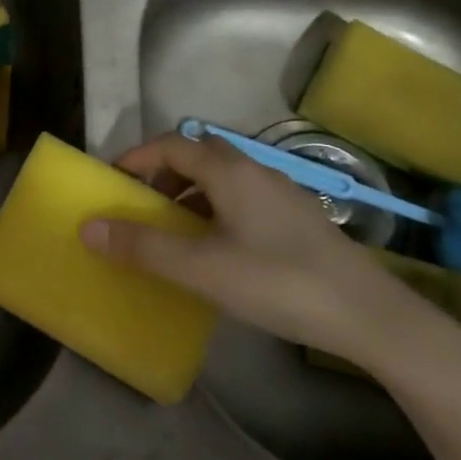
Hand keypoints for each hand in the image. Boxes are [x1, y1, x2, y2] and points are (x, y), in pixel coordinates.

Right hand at [79, 133, 444, 369]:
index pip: (171, 144)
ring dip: (190, 193)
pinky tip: (219, 249)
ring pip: (223, 177)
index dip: (136, 157)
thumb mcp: (203, 269)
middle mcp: (255, 169)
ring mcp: (281, 192)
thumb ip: (144, 248)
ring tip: (175, 232)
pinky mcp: (298, 217)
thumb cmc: (279, 282)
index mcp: (229, 170)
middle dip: (163, 174)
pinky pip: (243, 197)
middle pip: (197, 154)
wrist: (371, 316)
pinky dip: (216, 209)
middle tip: (142, 207)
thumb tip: (88, 228)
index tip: (111, 181)